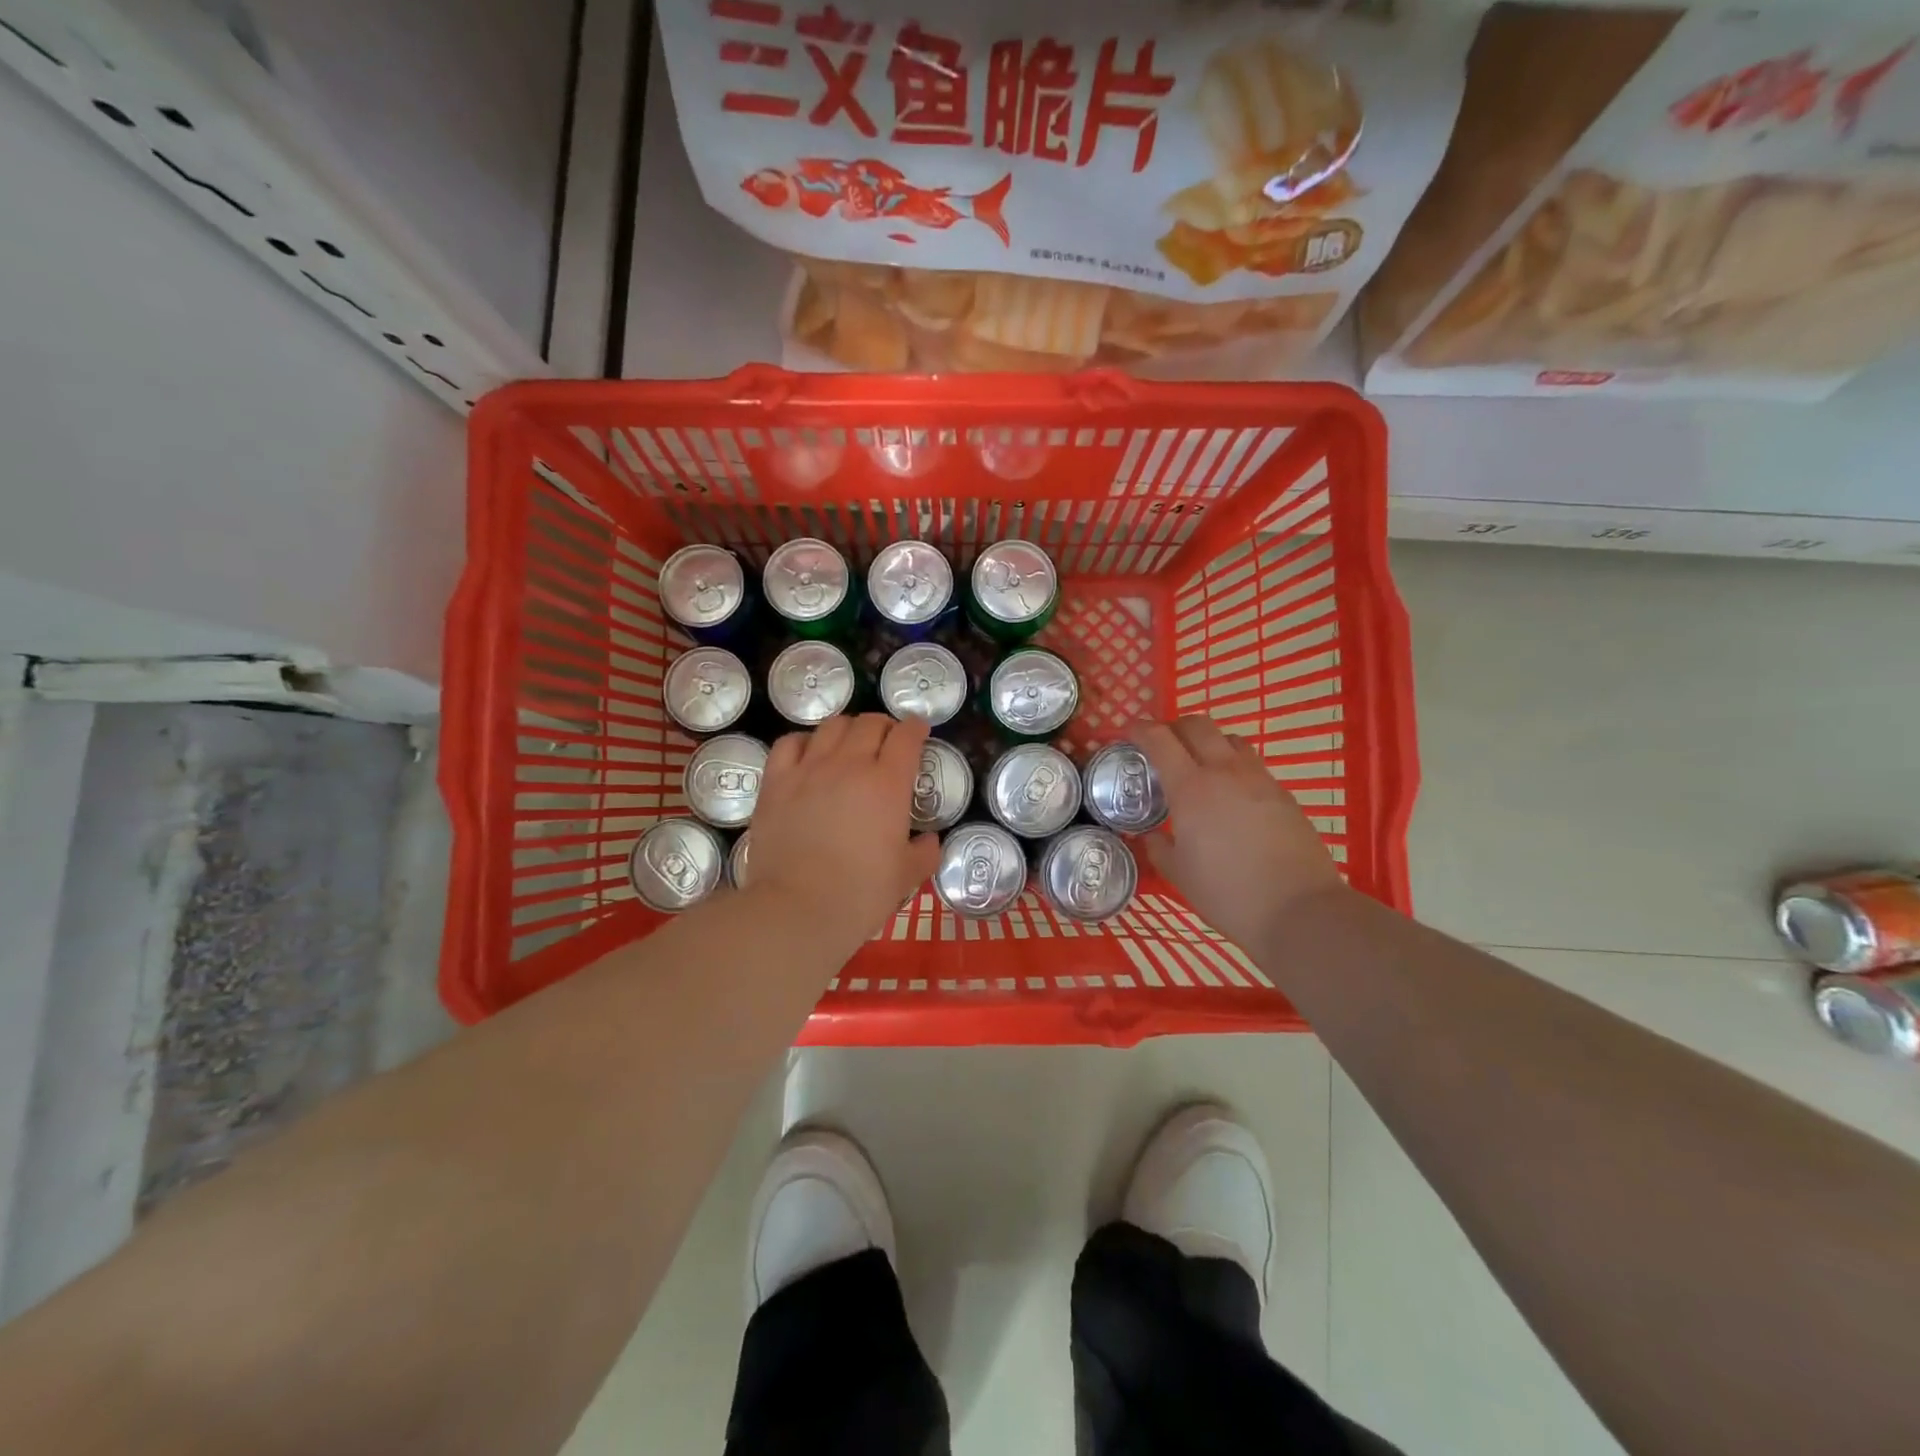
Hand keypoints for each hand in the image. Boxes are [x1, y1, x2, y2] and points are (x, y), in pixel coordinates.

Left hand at [745, 714, 941, 959]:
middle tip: (887, 741)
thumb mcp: (907, 876)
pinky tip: (809, 755)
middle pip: (869, 723)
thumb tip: (930, 840)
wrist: (799, 908)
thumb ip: (925, 852)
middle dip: (884, 726)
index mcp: (887, 783)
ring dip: (848, 729)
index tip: (919, 730)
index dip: (916, 728)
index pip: (906, 737)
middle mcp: (849, 765)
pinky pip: (790, 743)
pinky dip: (805, 741)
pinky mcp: (776, 782)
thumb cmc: (861, 894)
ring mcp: (808, 770)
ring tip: (850, 744)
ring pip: (831, 726)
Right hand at [1133, 716, 1348, 950]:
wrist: (1299, 909)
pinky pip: (1252, 763)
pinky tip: (1230, 794)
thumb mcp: (1179, 874)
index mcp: (1191, 788)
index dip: (1140, 729)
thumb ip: (1159, 848)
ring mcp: (1259, 779)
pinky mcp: (1283, 793)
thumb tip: (1152, 835)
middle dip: (1174, 726)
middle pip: (1198, 725)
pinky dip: (1233, 764)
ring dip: (1208, 741)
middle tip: (1163, 744)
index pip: (1160, 740)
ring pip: (1229, 738)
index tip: (1128, 731)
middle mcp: (1224, 771)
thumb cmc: (1227, 893)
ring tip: (1199, 764)